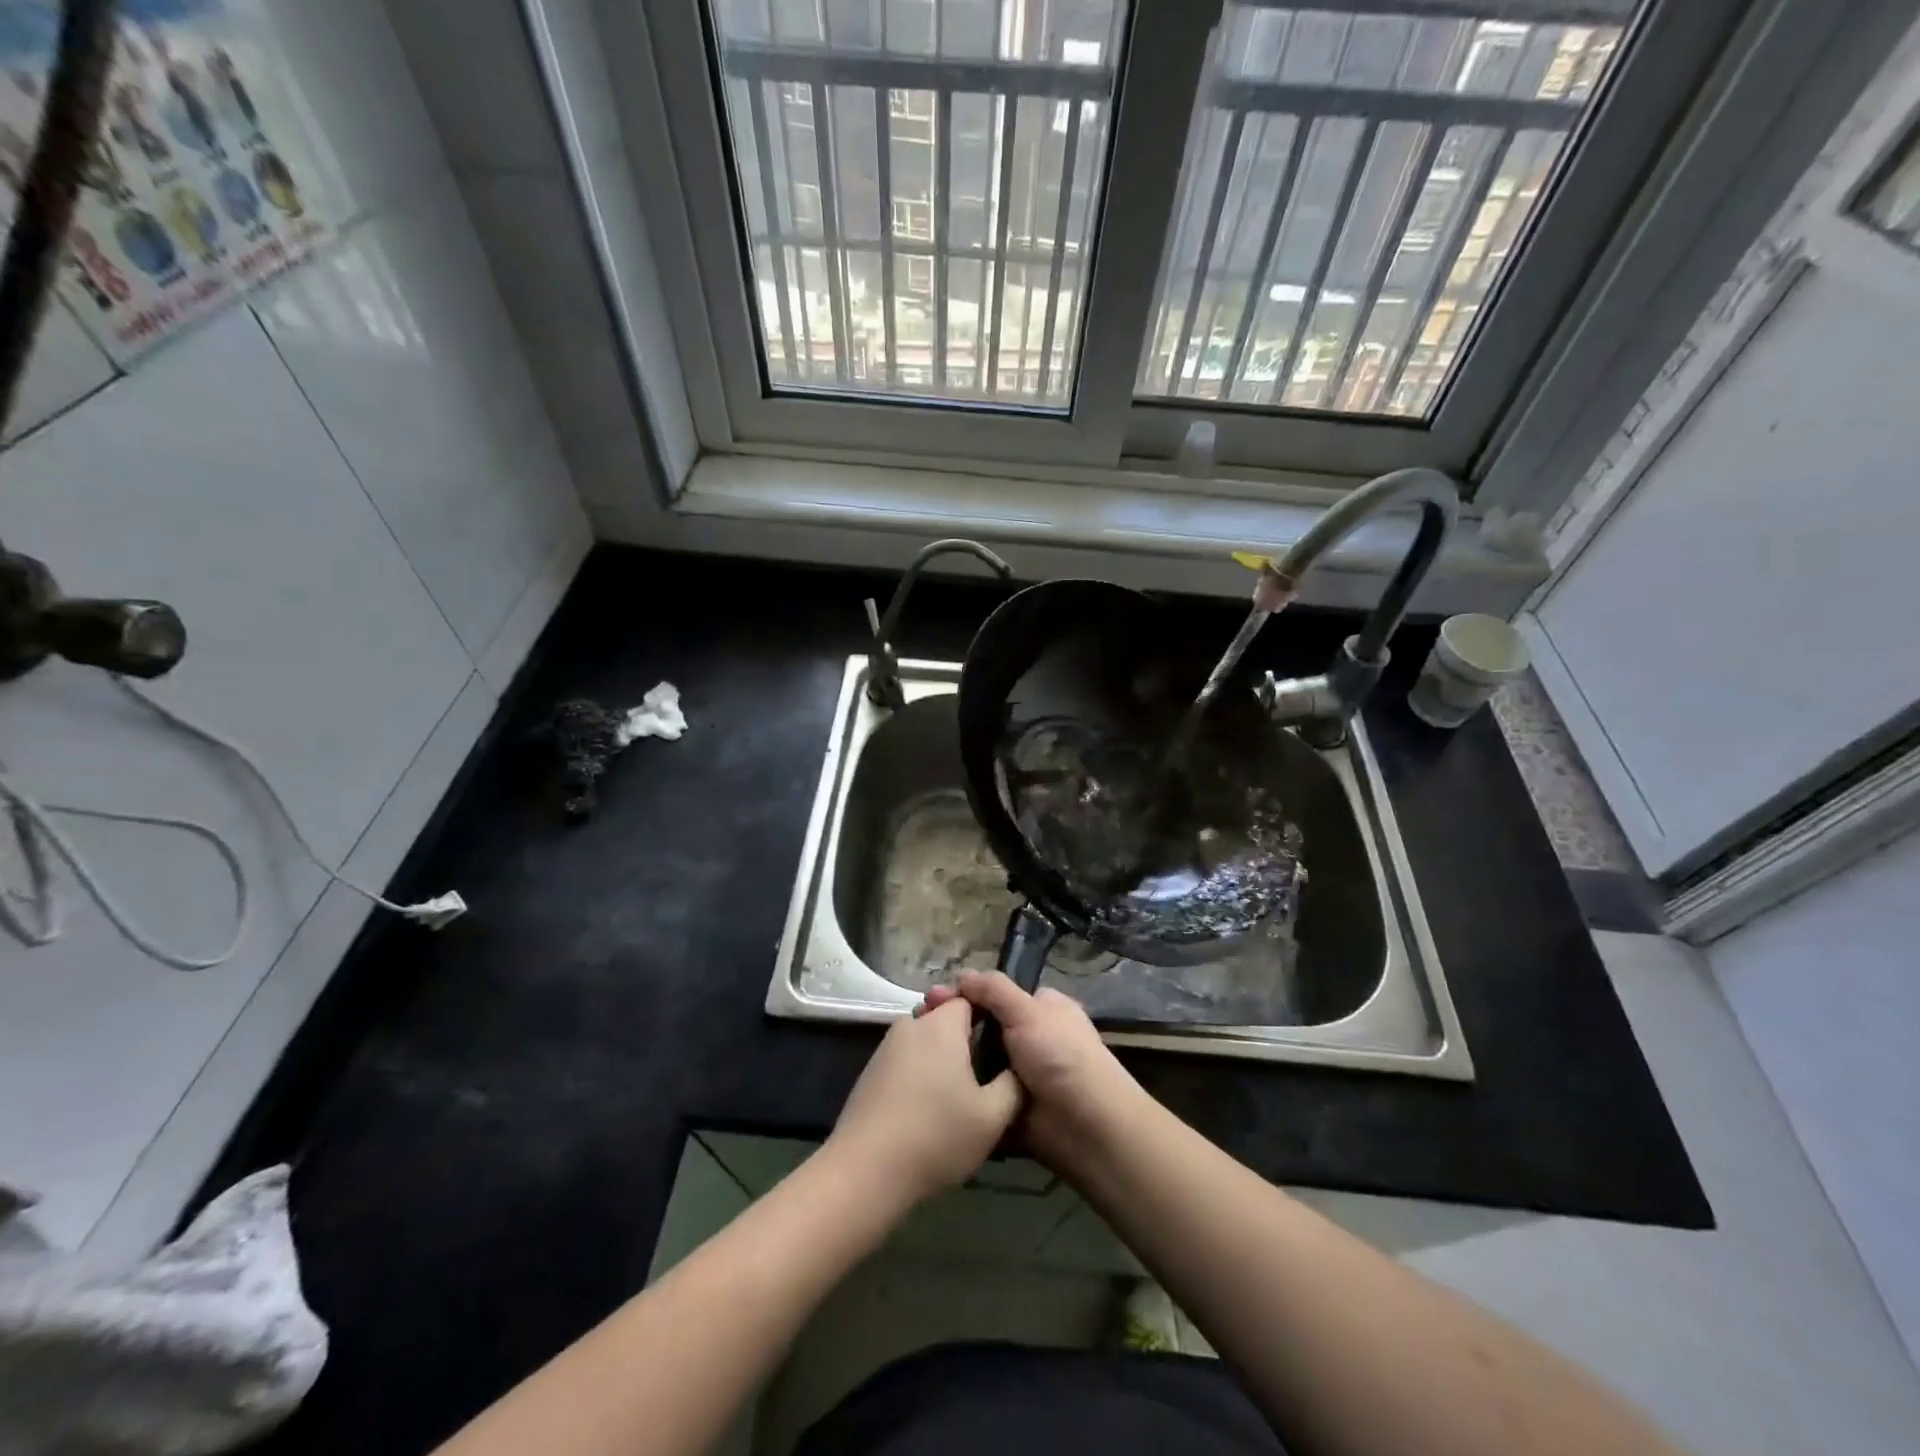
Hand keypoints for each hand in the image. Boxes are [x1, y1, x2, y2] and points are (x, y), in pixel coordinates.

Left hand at [827, 997, 1023, 1210]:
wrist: (865, 1170)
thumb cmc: (936, 1136)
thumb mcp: (992, 1116)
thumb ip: (1013, 1084)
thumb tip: (1017, 1067)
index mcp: (941, 1025)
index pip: (970, 999)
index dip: (990, 1018)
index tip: (1003, 1047)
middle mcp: (911, 1024)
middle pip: (945, 1018)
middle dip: (965, 1040)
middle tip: (984, 1076)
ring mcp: (886, 1047)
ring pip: (924, 1040)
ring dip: (941, 1059)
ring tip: (958, 1096)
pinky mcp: (871, 1071)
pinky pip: (906, 1059)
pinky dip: (920, 1073)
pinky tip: (927, 1108)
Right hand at [923, 971, 1150, 1178]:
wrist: (1084, 1127)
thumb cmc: (1061, 1056)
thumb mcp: (1029, 1011)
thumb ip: (995, 990)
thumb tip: (962, 975)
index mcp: (1042, 1009)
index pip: (997, 994)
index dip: (966, 994)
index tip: (932, 998)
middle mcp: (1030, 1037)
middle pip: (984, 1025)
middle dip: (953, 1023)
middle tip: (918, 1021)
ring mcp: (1018, 1074)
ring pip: (977, 1059)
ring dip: (952, 1057)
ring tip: (915, 1050)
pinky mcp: (1006, 1106)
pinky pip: (977, 1091)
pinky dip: (958, 1087)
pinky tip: (928, 1081)